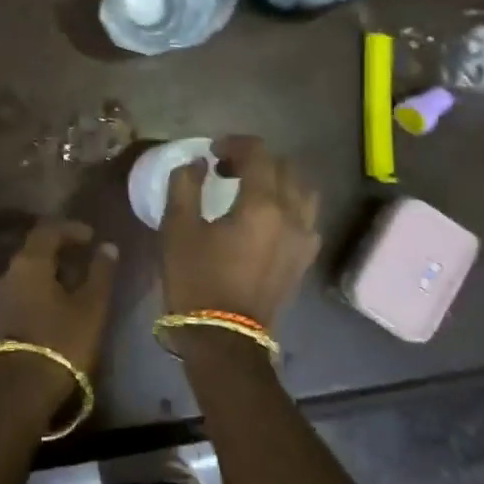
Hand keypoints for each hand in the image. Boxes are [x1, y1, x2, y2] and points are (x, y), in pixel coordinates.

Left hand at [0, 219, 117, 419]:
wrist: (14, 394)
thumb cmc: (59, 342)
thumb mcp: (90, 308)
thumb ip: (100, 273)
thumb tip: (107, 247)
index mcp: (28, 263)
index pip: (48, 230)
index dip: (71, 229)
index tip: (91, 237)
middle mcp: (5, 274)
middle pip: (33, 252)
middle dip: (59, 253)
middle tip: (84, 262)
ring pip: (24, 276)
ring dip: (47, 275)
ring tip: (72, 289)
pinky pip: (17, 296)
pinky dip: (36, 294)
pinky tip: (52, 311)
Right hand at [162, 135, 320, 327]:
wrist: (224, 339)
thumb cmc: (197, 280)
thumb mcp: (178, 229)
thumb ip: (185, 186)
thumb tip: (197, 164)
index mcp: (263, 205)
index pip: (259, 154)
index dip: (234, 144)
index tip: (212, 152)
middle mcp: (292, 216)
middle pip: (285, 168)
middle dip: (255, 159)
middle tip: (225, 169)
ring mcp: (304, 239)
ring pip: (303, 191)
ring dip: (277, 180)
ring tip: (250, 189)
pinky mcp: (304, 259)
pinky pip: (306, 217)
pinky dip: (288, 204)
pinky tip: (265, 217)